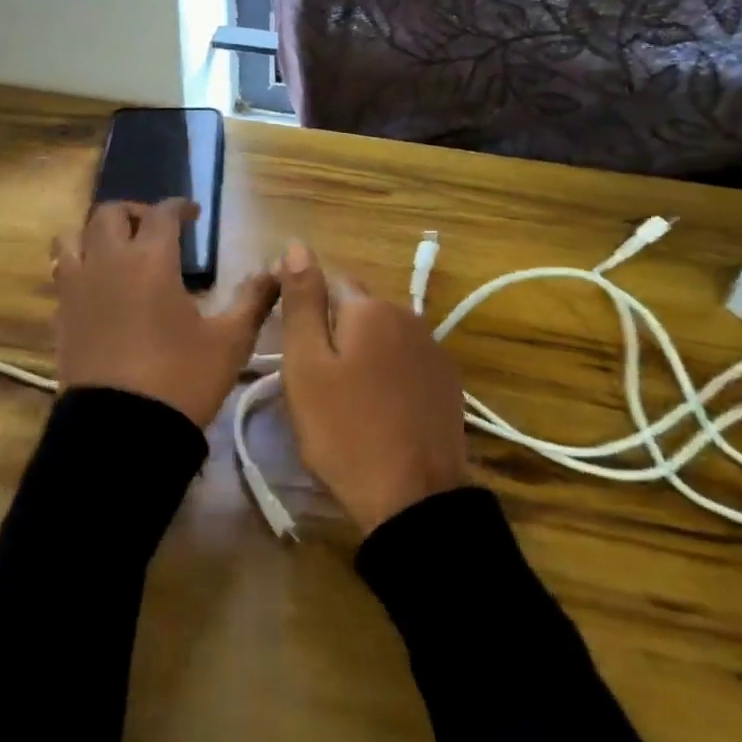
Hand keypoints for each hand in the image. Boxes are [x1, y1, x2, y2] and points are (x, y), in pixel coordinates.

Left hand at [52, 200, 277, 427]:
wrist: (121, 431)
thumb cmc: (181, 378)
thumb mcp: (230, 341)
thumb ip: (254, 300)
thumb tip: (276, 270)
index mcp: (150, 260)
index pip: (162, 214)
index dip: (179, 207)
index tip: (193, 213)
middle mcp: (107, 263)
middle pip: (109, 214)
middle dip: (135, 212)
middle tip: (156, 229)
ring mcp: (76, 289)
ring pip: (72, 238)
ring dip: (96, 234)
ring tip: (117, 250)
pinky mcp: (60, 318)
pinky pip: (63, 275)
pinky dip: (79, 268)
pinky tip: (98, 288)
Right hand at [277, 241, 467, 533]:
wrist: (413, 497)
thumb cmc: (344, 431)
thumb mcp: (306, 365)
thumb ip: (302, 301)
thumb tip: (297, 244)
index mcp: (370, 308)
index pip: (328, 283)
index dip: (305, 311)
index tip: (294, 350)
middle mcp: (408, 316)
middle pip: (358, 310)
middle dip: (335, 332)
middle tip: (315, 382)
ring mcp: (433, 350)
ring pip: (383, 337)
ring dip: (362, 354)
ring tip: (345, 399)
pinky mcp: (447, 382)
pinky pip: (405, 363)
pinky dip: (388, 375)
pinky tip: (378, 410)